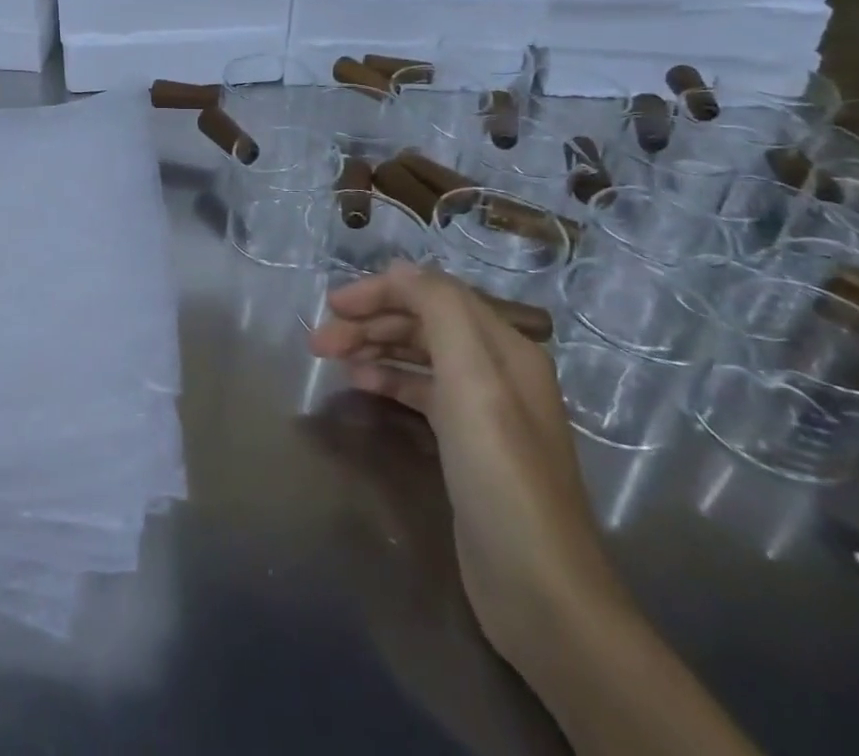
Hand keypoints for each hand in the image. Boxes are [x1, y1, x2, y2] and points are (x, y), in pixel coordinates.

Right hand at [308, 261, 630, 673]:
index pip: (434, 293)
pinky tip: (360, 385)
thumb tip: (400, 269)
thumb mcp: (472, 378)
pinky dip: (388, 380)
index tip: (332, 305)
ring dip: (374, 348)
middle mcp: (497, 370)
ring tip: (330, 359)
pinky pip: (421, 392)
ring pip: (419, 356)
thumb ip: (439, 310)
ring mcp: (483, 409)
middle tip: (319, 341)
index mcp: (505, 347)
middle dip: (370, 321)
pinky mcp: (467, 445)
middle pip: (424, 323)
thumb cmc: (500, 473)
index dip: (381, 291)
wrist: (539, 590)